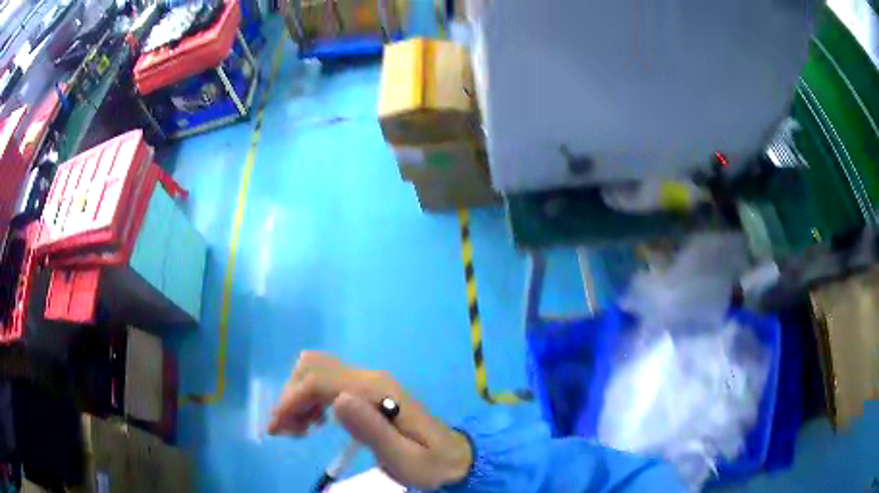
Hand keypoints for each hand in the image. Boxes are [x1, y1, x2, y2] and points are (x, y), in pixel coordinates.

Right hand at [268, 351, 472, 489]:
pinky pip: (327, 382)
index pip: (320, 381)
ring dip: (298, 397)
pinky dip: (310, 399)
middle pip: (313, 369)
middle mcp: (370, 377)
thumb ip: (372, 430)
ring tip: (298, 431)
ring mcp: (369, 381)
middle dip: (290, 397)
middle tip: (286, 432)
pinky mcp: (368, 390)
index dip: (291, 401)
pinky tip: (314, 423)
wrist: (452, 455)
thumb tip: (337, 400)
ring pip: (317, 372)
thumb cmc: (429, 462)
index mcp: (377, 391)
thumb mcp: (403, 458)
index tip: (277, 429)